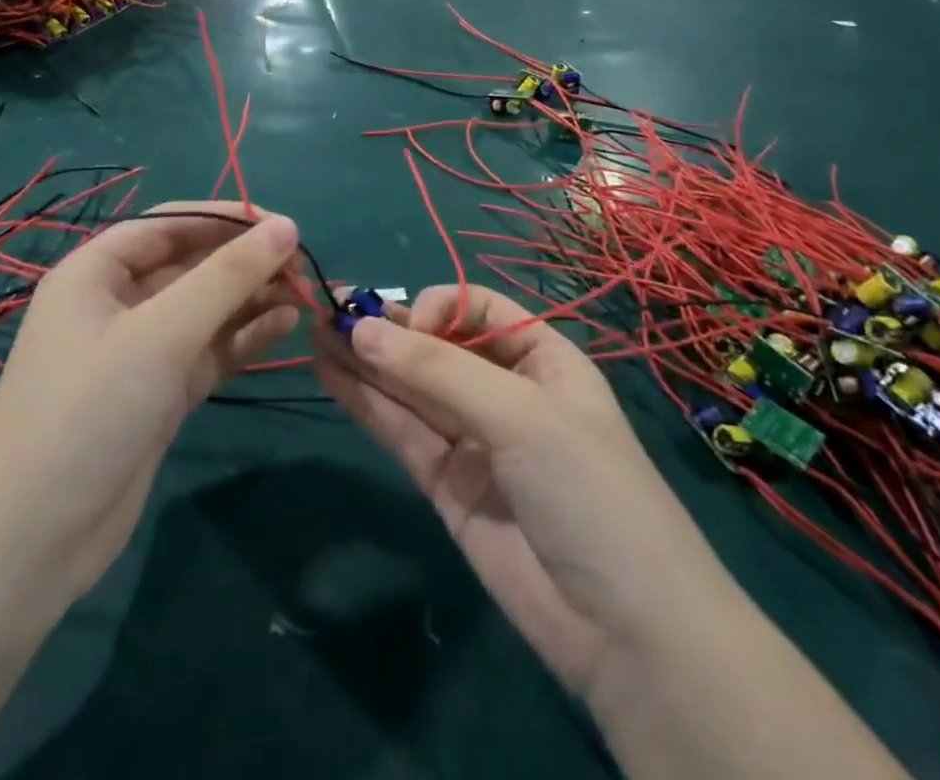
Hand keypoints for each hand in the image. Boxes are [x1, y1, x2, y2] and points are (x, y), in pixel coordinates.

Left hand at [0, 204, 302, 599]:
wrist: (30, 543)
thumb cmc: (88, 411)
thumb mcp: (161, 333)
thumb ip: (227, 277)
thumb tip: (286, 227)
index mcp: (97, 271)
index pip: (170, 224)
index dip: (226, 219)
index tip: (283, 224)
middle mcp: (118, 303)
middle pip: (192, 265)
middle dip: (245, 262)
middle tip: (303, 265)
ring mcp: (140, 351)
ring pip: (206, 309)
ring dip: (251, 299)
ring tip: (303, 295)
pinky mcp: (160, 393)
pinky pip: (210, 350)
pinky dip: (245, 337)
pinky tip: (285, 327)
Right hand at [314, 284, 721, 701]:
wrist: (624, 632)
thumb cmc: (586, 488)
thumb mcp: (520, 414)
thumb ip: (436, 370)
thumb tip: (361, 329)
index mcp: (541, 358)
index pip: (477, 309)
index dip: (437, 308)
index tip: (405, 327)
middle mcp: (504, 390)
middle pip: (436, 346)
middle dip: (386, 329)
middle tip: (327, 310)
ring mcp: (474, 439)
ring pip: (410, 387)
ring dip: (365, 360)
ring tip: (314, 331)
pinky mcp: (446, 483)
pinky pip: (402, 430)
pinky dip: (366, 402)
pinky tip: (329, 373)